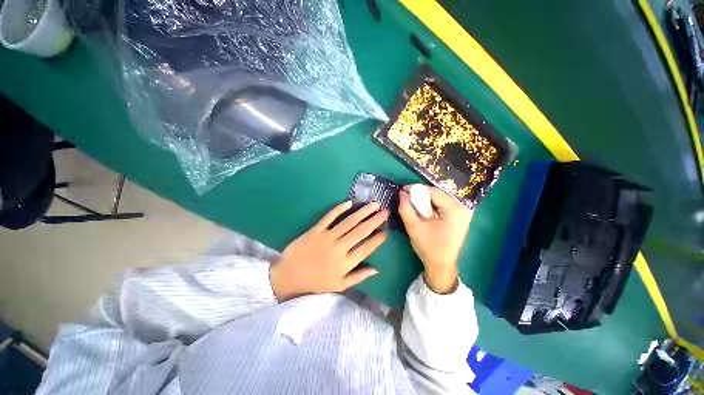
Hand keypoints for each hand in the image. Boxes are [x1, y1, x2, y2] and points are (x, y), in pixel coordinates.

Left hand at [270, 201, 387, 300]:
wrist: (289, 277)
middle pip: (360, 231)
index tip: (386, 231)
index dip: (377, 239)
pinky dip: (339, 209)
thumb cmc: (315, 282)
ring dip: (362, 212)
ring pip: (348, 222)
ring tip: (373, 204)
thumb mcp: (339, 285)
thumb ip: (358, 277)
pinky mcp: (316, 230)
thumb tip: (376, 270)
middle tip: (385, 211)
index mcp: (345, 263)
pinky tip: (349, 202)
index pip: (366, 248)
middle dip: (375, 220)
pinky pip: (329, 217)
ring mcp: (327, 237)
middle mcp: (339, 248)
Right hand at [398, 186, 472, 293]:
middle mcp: (462, 207)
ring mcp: (462, 212)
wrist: (441, 265)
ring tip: (413, 206)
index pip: (433, 191)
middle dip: (420, 196)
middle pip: (436, 194)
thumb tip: (402, 193)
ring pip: (438, 199)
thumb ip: (406, 208)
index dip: (416, 189)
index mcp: (454, 209)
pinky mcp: (459, 216)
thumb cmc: (428, 247)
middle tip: (406, 199)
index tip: (402, 191)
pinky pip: (442, 205)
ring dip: (424, 201)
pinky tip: (423, 212)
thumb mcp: (413, 227)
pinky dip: (430, 206)